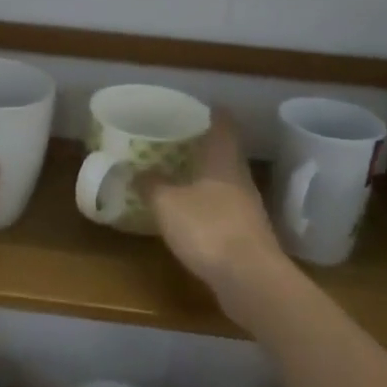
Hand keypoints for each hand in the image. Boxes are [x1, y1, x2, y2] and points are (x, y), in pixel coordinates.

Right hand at [144, 110, 293, 328]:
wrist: (251, 280)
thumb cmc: (208, 228)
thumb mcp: (167, 203)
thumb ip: (151, 185)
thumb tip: (136, 170)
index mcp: (224, 161)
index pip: (224, 126)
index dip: (214, 114)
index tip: (204, 106)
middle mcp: (240, 179)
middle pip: (226, 154)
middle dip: (206, 146)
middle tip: (182, 139)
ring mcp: (248, 209)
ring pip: (226, 182)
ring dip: (206, 177)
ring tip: (181, 174)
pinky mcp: (248, 236)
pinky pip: (225, 210)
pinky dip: (208, 205)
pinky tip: (191, 213)